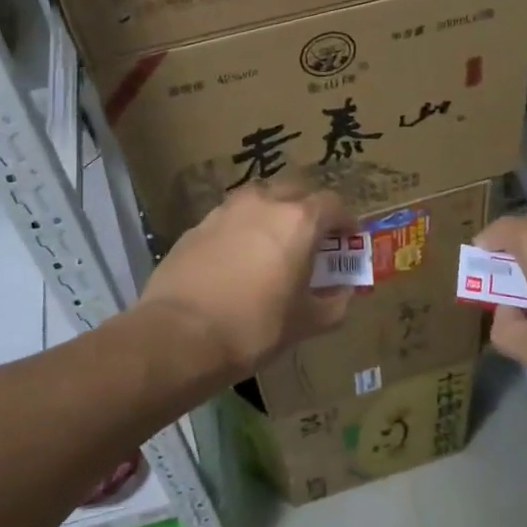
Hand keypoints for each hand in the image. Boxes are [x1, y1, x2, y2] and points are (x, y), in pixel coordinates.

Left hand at [138, 178, 356, 375]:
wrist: (179, 335)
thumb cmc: (254, 327)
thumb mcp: (305, 323)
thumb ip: (334, 303)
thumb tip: (342, 292)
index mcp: (299, 220)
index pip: (334, 204)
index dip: (345, 221)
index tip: (347, 240)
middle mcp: (264, 202)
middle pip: (296, 191)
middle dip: (310, 209)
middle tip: (312, 239)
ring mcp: (227, 210)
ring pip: (261, 199)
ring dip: (274, 213)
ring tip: (274, 244)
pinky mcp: (198, 225)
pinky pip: (232, 217)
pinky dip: (243, 228)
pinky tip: (238, 258)